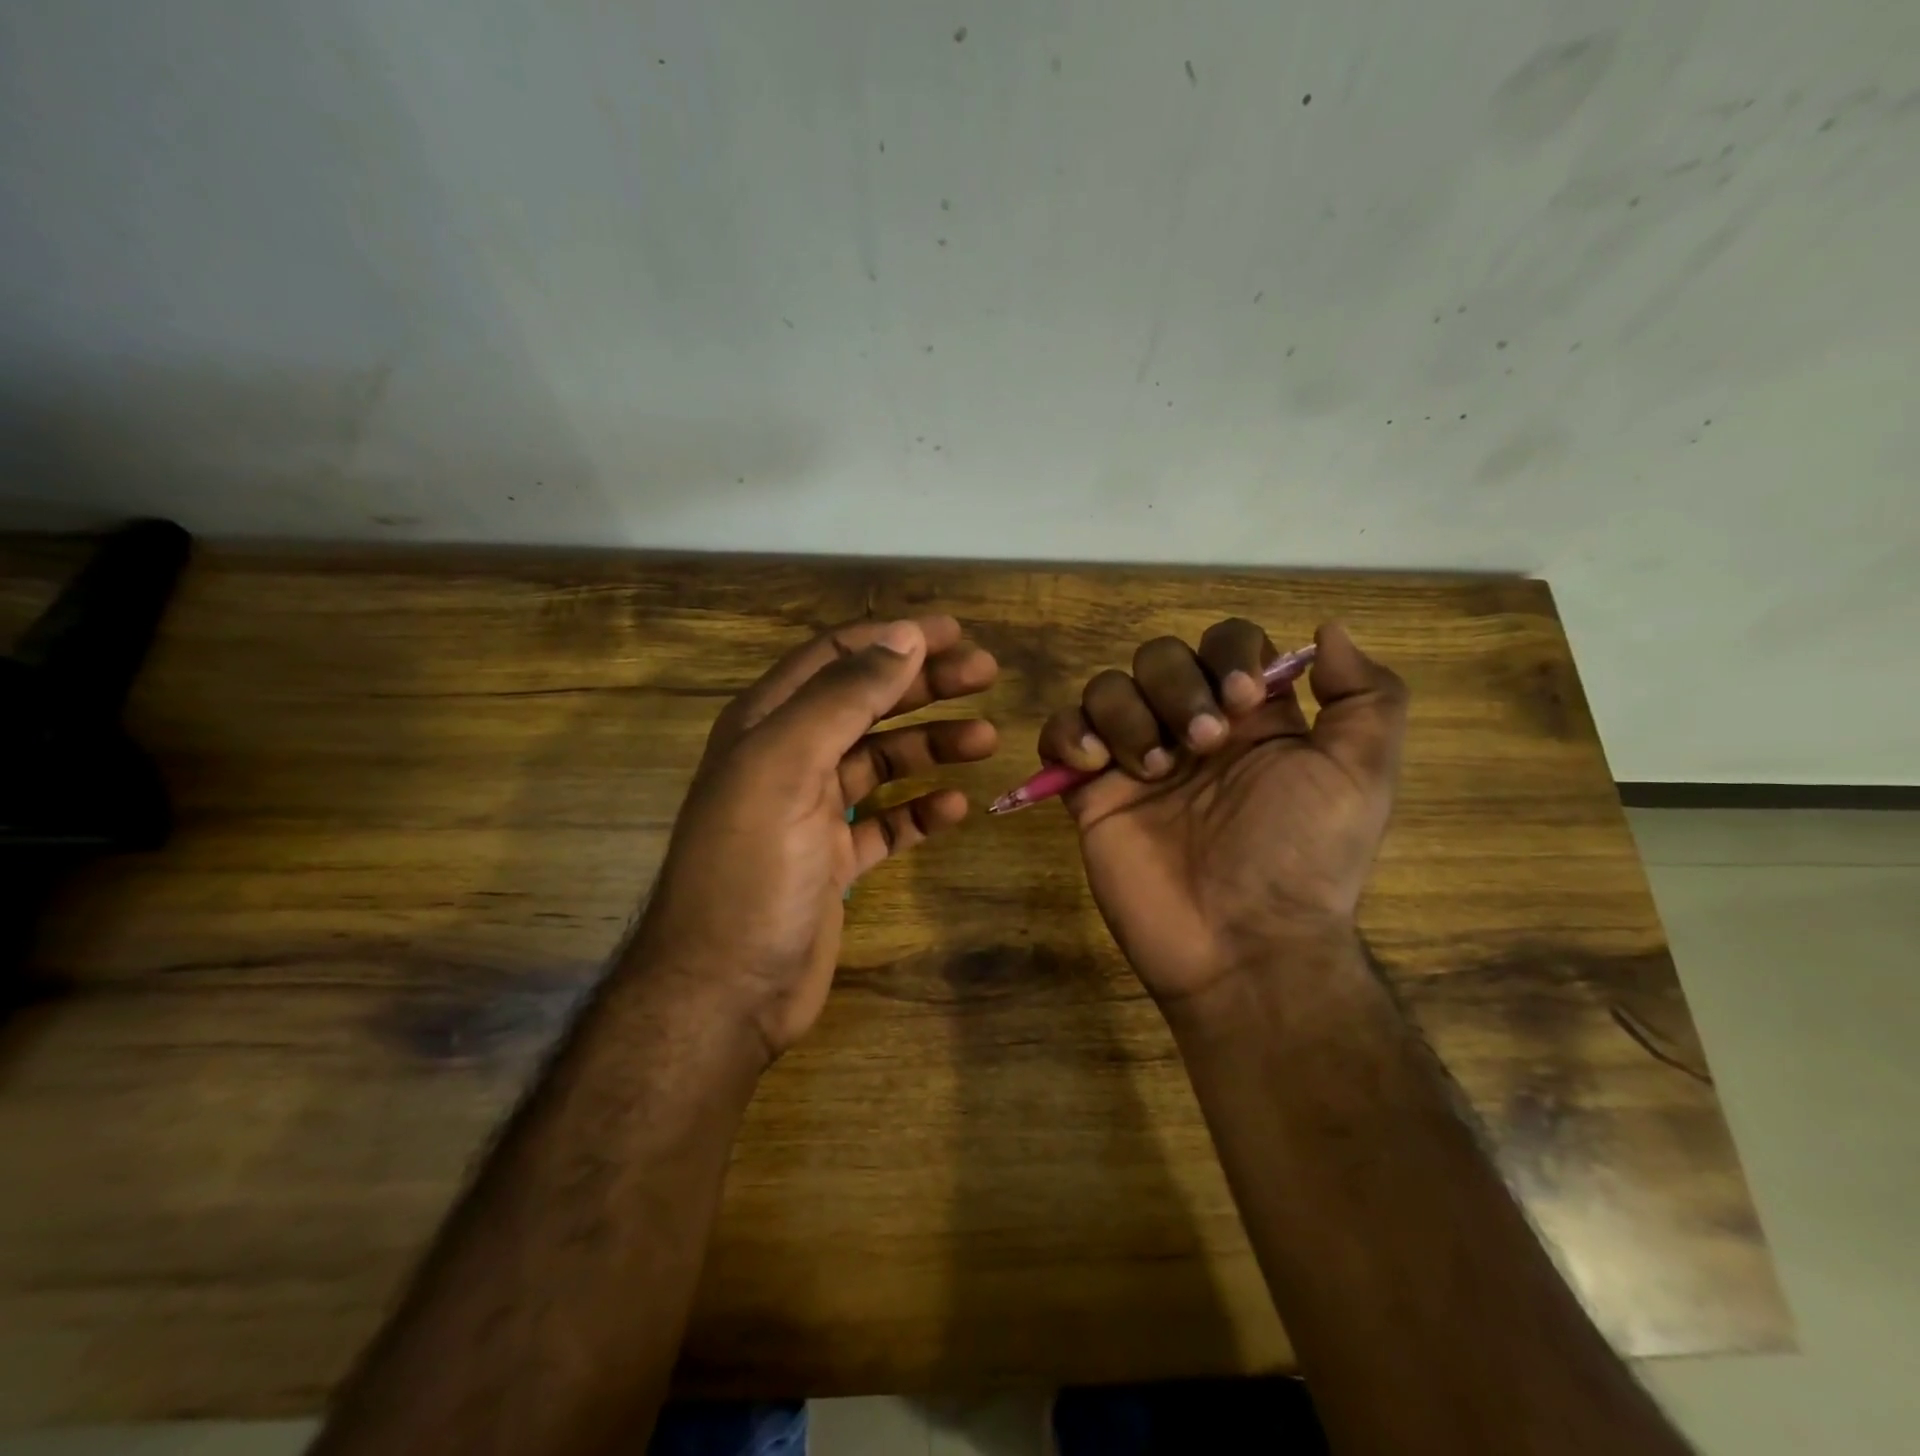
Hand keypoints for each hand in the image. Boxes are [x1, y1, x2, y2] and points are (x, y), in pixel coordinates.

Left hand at [634, 616, 998, 1059]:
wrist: (725, 990)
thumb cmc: (752, 869)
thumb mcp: (789, 767)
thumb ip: (844, 698)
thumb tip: (902, 637)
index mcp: (767, 724)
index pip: (836, 658)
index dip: (893, 639)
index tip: (954, 633)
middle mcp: (789, 758)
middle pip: (867, 703)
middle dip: (925, 684)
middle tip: (986, 674)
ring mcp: (813, 811)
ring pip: (883, 761)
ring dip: (932, 745)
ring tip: (986, 740)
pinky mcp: (835, 859)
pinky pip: (888, 822)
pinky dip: (921, 811)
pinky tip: (956, 809)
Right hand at [1037, 621, 1406, 1006]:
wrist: (1241, 945)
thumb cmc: (1302, 858)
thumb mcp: (1361, 777)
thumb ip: (1366, 697)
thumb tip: (1328, 630)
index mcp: (1253, 719)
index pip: (1227, 644)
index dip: (1228, 654)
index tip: (1243, 699)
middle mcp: (1190, 728)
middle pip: (1159, 656)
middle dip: (1176, 686)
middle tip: (1200, 745)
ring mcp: (1135, 759)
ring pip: (1107, 687)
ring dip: (1126, 714)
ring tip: (1150, 770)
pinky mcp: (1090, 793)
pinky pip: (1060, 734)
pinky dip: (1067, 734)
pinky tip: (1093, 766)